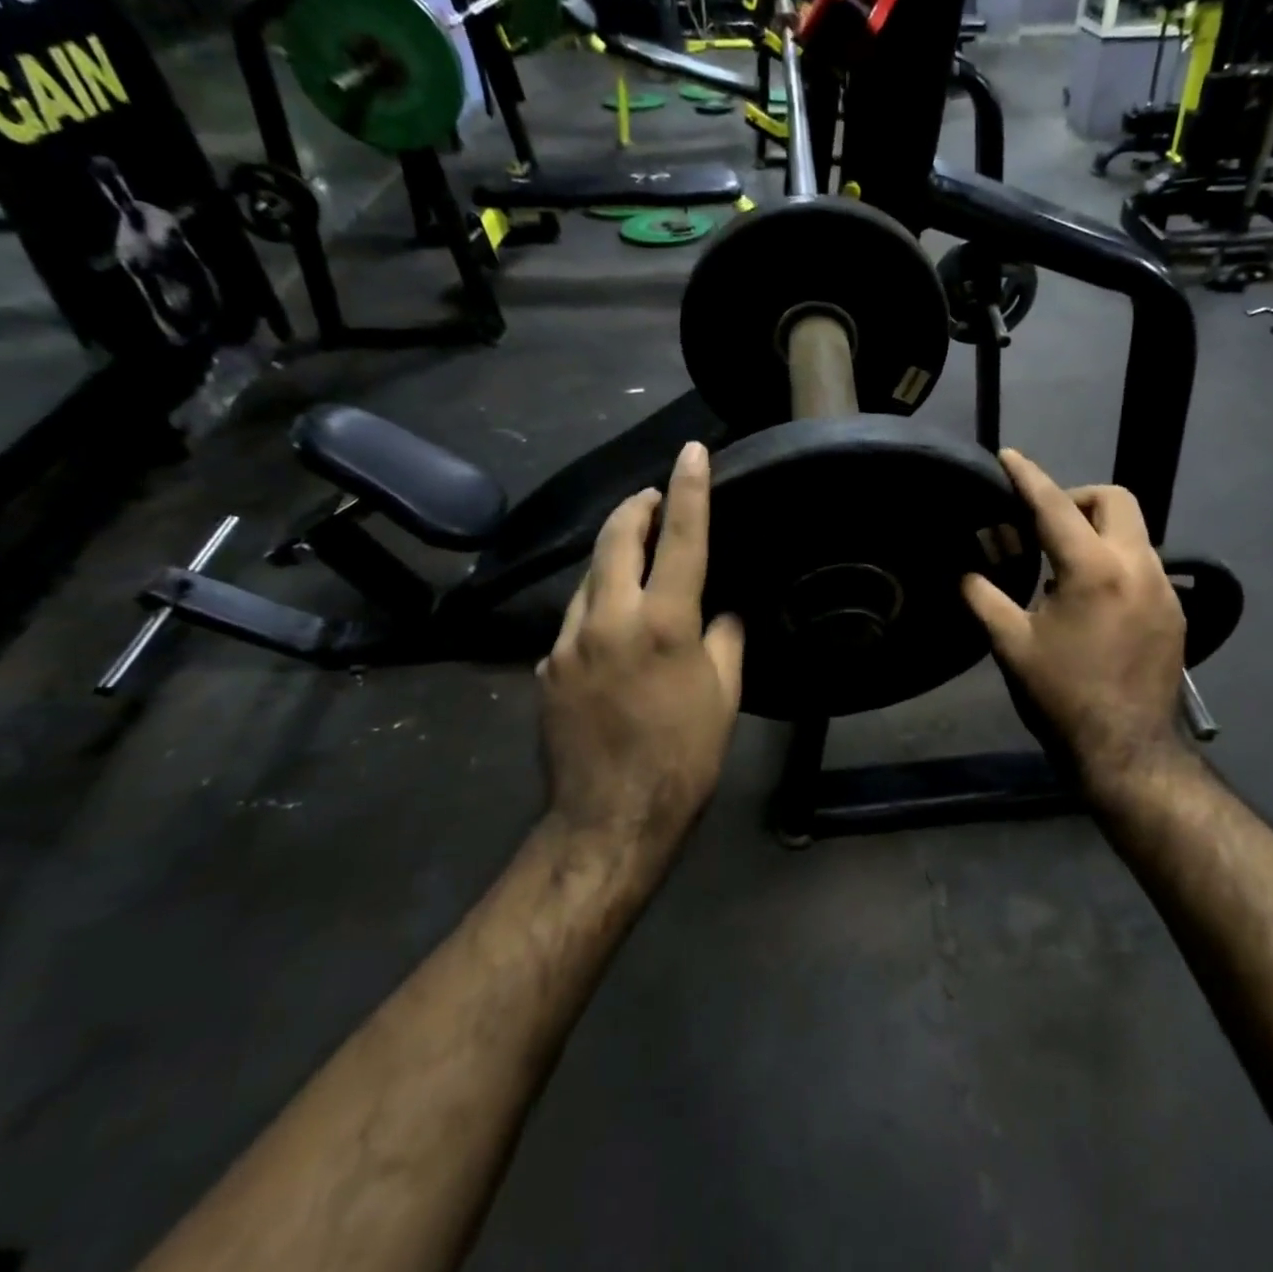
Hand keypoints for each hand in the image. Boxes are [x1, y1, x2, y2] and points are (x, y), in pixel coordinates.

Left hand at [538, 441, 744, 863]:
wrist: (610, 819)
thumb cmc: (684, 757)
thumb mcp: (724, 695)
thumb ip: (725, 638)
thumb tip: (723, 610)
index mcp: (663, 623)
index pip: (682, 539)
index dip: (689, 489)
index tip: (691, 452)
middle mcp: (608, 619)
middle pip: (616, 540)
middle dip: (635, 508)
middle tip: (652, 497)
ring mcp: (568, 642)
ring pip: (589, 577)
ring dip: (613, 558)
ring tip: (636, 560)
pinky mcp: (547, 667)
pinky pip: (576, 620)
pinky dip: (598, 607)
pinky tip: (613, 628)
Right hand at [962, 450, 1188, 798]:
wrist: (1126, 751)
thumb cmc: (1061, 697)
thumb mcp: (1010, 646)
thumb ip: (984, 597)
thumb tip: (966, 571)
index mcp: (1092, 570)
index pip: (1055, 506)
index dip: (1028, 476)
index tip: (1009, 456)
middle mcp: (1137, 567)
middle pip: (1115, 500)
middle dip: (1077, 498)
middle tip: (1044, 525)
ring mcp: (1164, 589)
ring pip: (1134, 532)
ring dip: (1097, 532)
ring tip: (1062, 567)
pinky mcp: (1175, 613)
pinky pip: (1144, 566)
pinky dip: (1115, 562)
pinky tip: (1092, 599)